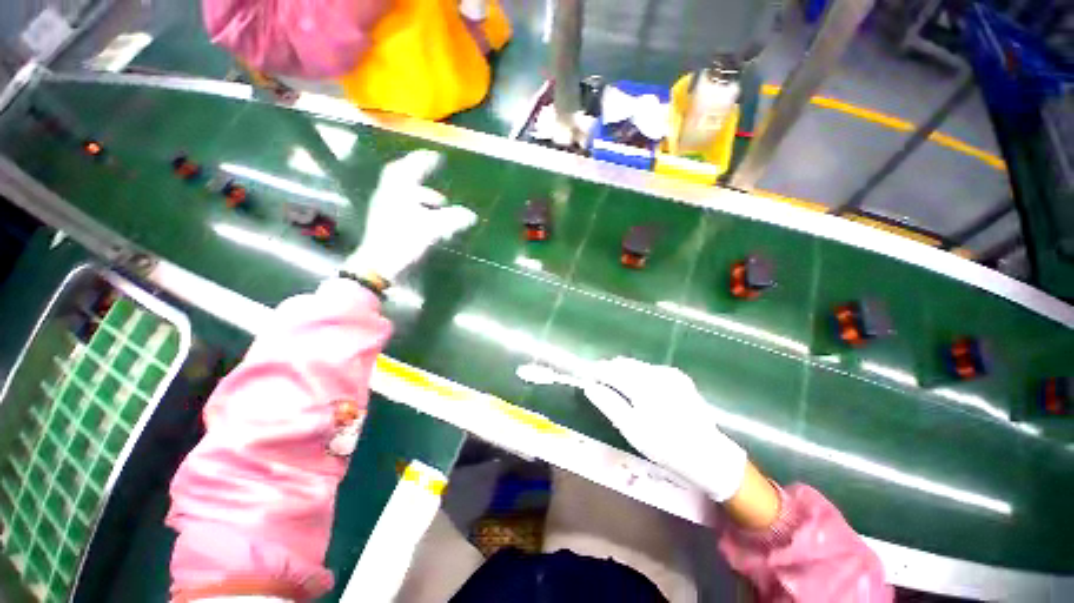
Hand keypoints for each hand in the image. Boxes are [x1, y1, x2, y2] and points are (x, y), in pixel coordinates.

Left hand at [345, 150, 476, 283]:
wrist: (379, 266)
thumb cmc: (403, 242)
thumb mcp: (432, 228)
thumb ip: (453, 219)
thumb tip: (471, 216)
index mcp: (396, 192)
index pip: (408, 168)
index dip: (423, 160)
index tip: (437, 157)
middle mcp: (388, 197)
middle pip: (403, 180)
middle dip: (420, 177)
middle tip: (434, 177)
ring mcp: (386, 212)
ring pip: (405, 197)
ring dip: (422, 197)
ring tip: (440, 206)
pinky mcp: (388, 226)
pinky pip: (405, 210)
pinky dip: (420, 210)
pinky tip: (430, 222)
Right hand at [582, 357, 747, 501]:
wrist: (708, 455)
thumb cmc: (665, 445)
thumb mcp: (631, 428)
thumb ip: (608, 403)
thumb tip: (589, 386)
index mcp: (642, 383)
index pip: (611, 369)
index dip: (597, 371)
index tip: (587, 377)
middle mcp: (656, 372)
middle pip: (624, 364)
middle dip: (609, 370)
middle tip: (600, 383)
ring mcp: (670, 373)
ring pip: (637, 365)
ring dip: (623, 372)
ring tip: (616, 386)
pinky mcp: (679, 378)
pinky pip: (650, 370)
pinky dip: (639, 375)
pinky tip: (639, 389)